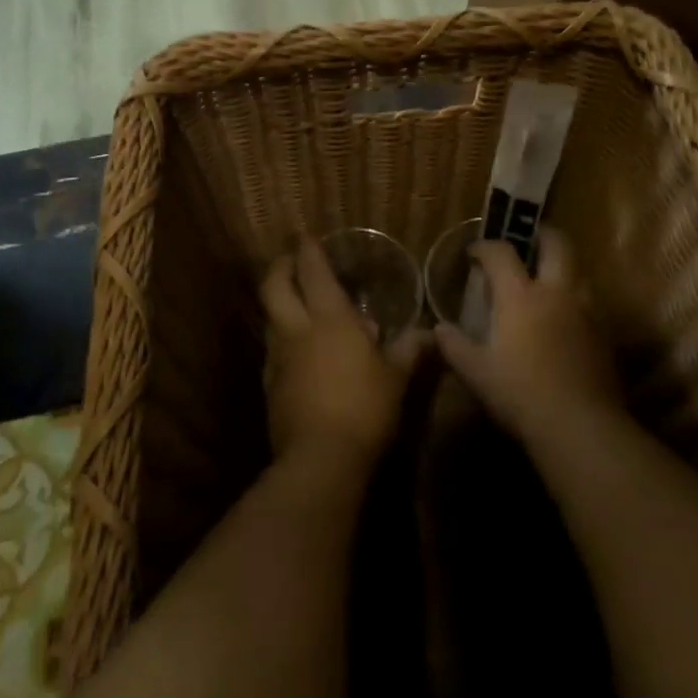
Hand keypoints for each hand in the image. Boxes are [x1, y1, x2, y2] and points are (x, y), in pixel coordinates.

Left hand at [262, 238, 425, 466]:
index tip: (306, 236)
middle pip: (274, 286)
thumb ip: (408, 351)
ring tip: (294, 303)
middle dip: (280, 267)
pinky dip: (280, 338)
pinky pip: (272, 349)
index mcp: (330, 318)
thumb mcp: (396, 378)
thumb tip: (428, 333)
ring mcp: (279, 358)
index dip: (308, 250)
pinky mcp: (270, 386)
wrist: (320, 460)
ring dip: (278, 302)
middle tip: (290, 260)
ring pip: (269, 316)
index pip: (313, 272)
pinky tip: (295, 350)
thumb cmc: (365, 409)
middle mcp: (298, 330)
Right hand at [433, 229, 622, 443]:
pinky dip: (576, 299)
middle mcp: (557, 291)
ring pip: (579, 270)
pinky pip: (590, 302)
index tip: (474, 252)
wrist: (581, 426)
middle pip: (557, 243)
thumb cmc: (521, 394)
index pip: (501, 253)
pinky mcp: (606, 333)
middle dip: (540, 235)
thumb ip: (455, 346)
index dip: (485, 247)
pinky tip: (566, 319)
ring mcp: (587, 310)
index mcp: (521, 295)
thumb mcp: (476, 373)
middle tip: (527, 243)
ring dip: (563, 267)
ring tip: (547, 281)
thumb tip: (439, 329)